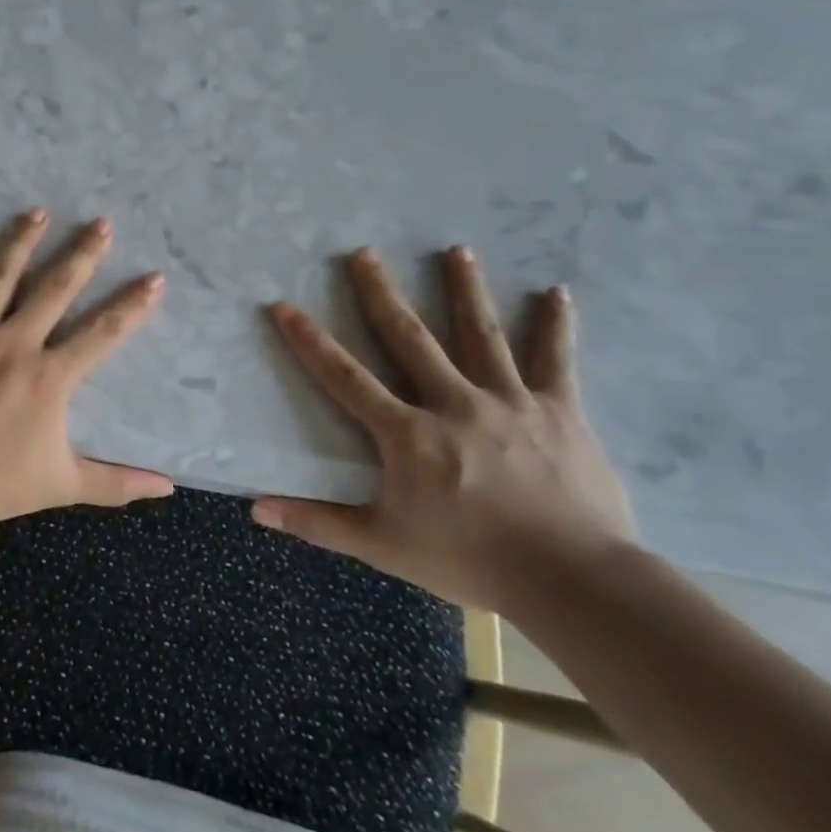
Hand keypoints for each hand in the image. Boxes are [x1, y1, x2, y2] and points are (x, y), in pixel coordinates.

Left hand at [0, 209, 172, 528]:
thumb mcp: (61, 485)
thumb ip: (116, 483)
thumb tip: (168, 487)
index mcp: (49, 376)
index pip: (102, 333)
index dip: (131, 305)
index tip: (154, 277)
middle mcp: (14, 342)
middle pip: (55, 289)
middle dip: (82, 254)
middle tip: (100, 223)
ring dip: (20, 242)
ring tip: (37, 211)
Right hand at [254, 246, 635, 612]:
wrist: (575, 582)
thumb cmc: (470, 561)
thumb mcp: (382, 546)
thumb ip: (317, 522)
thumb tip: (255, 508)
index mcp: (407, 433)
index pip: (345, 377)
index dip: (310, 341)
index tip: (284, 305)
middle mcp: (453, 402)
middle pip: (409, 337)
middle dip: (380, 293)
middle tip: (363, 253)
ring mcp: (509, 401)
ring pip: (480, 334)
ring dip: (465, 289)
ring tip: (456, 250)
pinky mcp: (559, 411)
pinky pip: (555, 360)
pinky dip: (555, 326)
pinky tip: (556, 293)